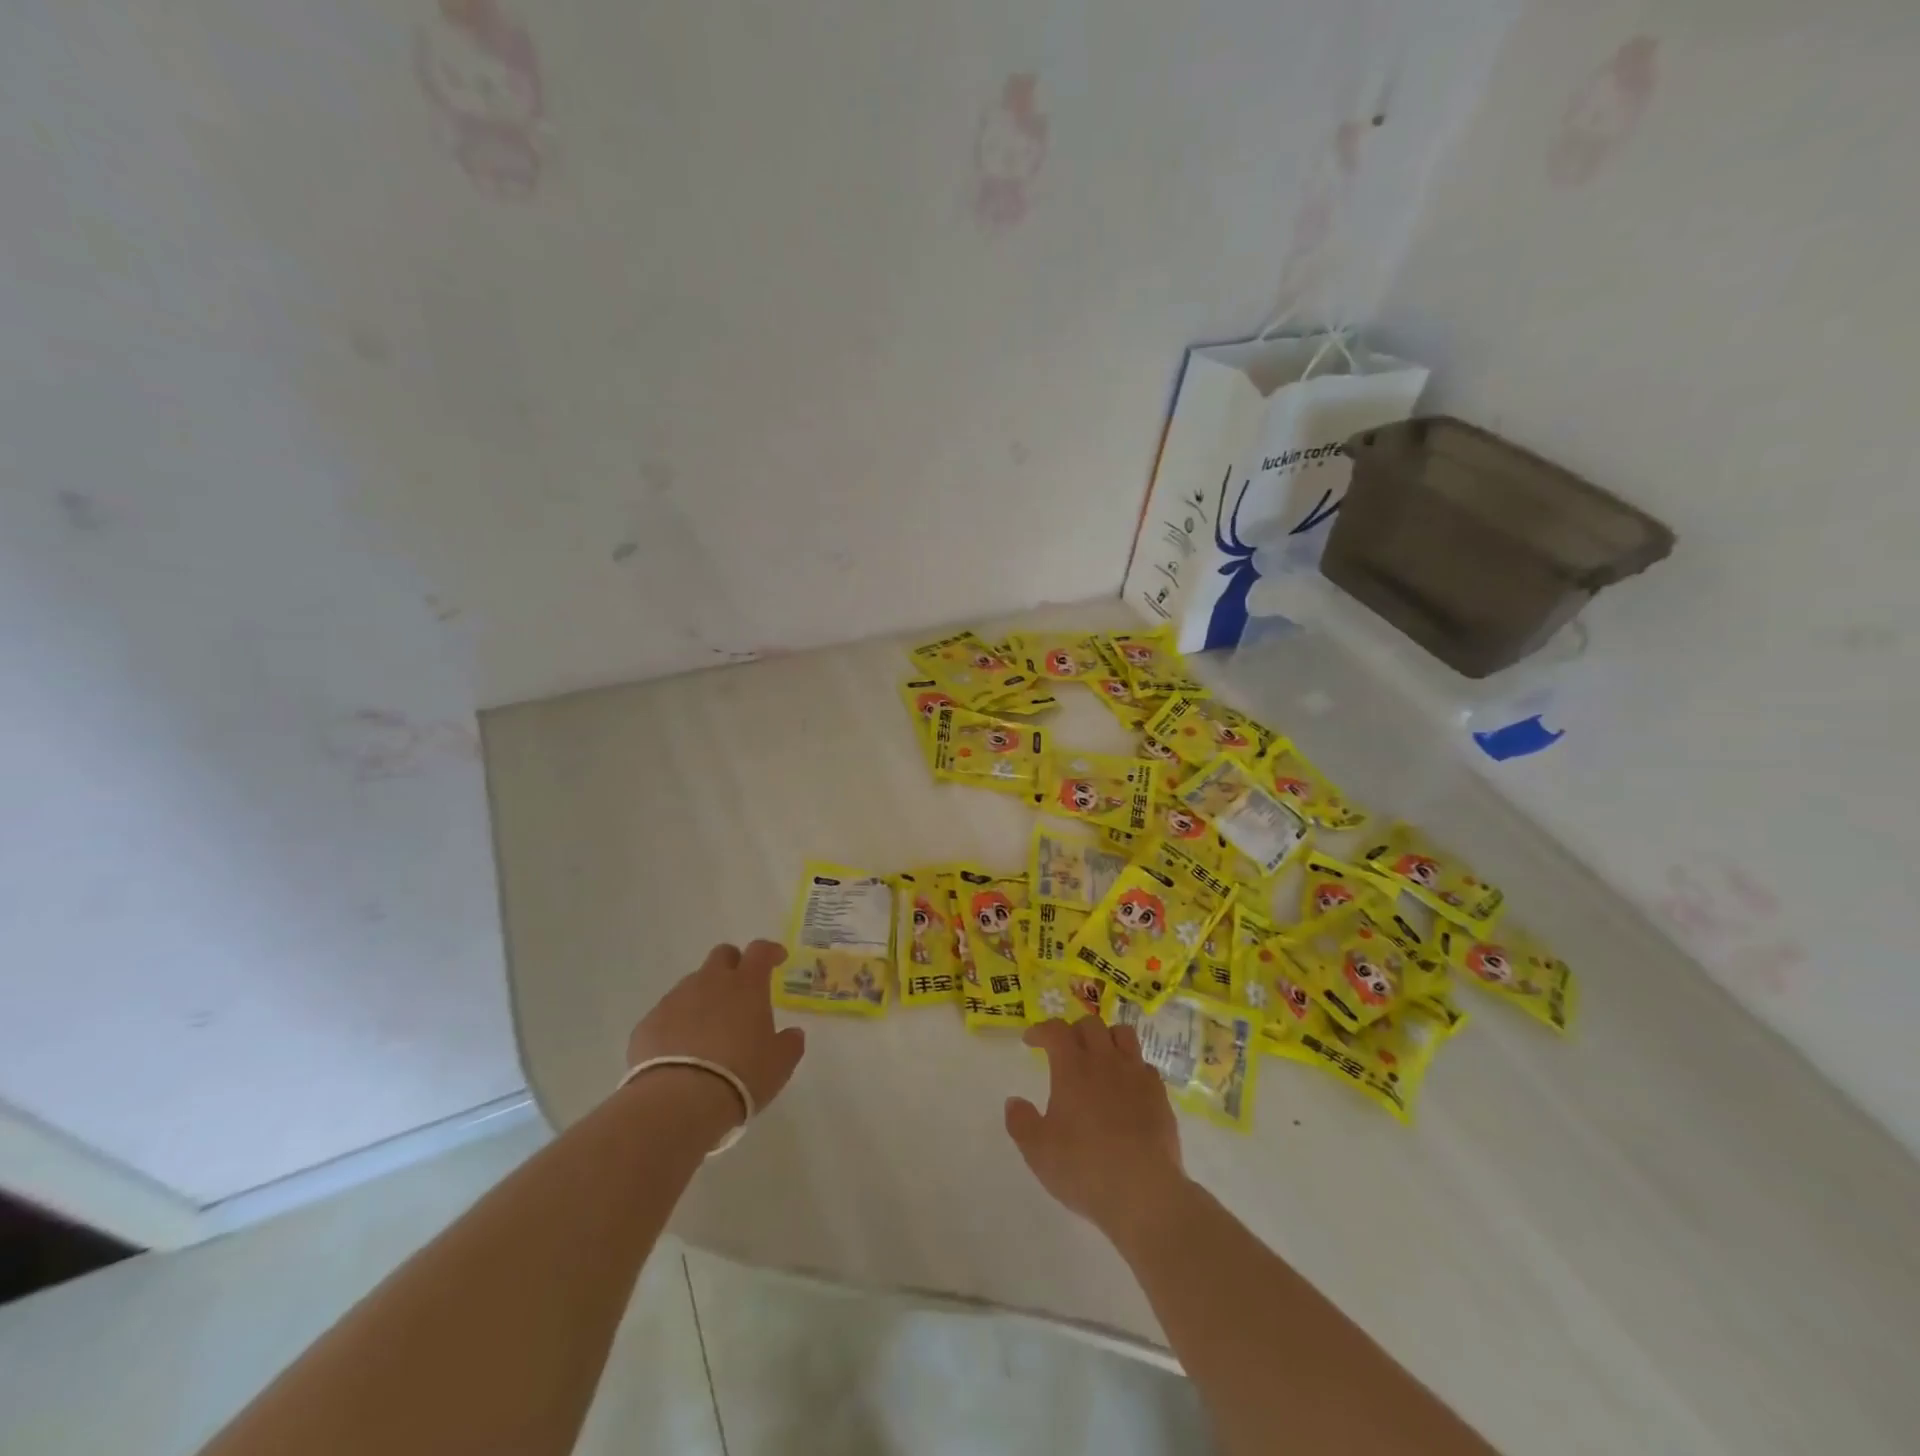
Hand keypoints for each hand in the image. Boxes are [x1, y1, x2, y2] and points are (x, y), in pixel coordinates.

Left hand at [626, 941, 807, 1121]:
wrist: (678, 1102)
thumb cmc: (740, 1076)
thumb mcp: (779, 1064)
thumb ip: (790, 1043)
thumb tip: (793, 1033)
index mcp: (746, 985)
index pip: (760, 951)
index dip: (770, 951)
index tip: (777, 959)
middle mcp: (710, 982)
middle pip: (722, 956)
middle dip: (733, 965)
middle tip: (740, 990)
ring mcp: (675, 1000)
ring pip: (692, 984)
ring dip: (704, 997)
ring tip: (708, 1030)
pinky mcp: (648, 1023)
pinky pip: (667, 1014)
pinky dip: (677, 1023)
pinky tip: (680, 1051)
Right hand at [1005, 1017, 1188, 1245]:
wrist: (1144, 1192)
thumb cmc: (1084, 1168)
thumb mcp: (1038, 1151)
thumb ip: (1021, 1122)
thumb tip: (1014, 1101)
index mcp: (1072, 1068)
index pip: (1055, 1030)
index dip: (1041, 1030)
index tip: (1030, 1041)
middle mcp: (1105, 1061)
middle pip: (1091, 1025)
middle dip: (1073, 1030)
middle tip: (1065, 1050)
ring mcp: (1136, 1075)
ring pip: (1123, 1035)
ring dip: (1107, 1038)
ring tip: (1099, 1057)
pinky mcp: (1159, 1094)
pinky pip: (1144, 1065)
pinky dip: (1131, 1068)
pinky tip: (1126, 1087)